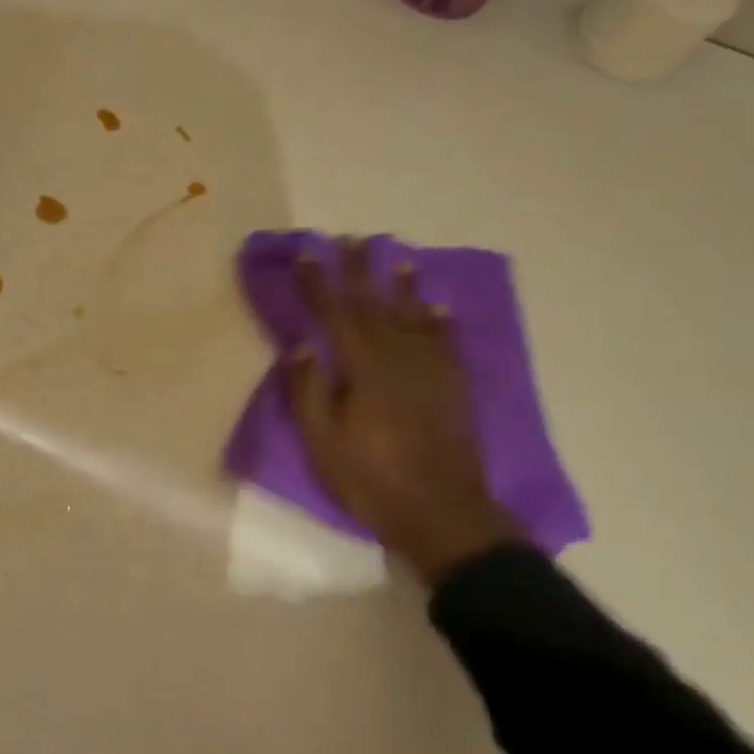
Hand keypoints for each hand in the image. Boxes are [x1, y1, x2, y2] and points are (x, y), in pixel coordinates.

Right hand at [284, 239, 526, 583]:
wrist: (443, 513)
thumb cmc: (371, 480)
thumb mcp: (323, 443)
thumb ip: (309, 392)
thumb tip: (300, 347)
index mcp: (363, 370)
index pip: (335, 314)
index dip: (318, 283)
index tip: (306, 254)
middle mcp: (399, 358)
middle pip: (375, 305)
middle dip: (359, 271)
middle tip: (350, 240)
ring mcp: (431, 371)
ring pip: (414, 316)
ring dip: (402, 284)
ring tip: (396, 255)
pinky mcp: (453, 387)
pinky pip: (446, 342)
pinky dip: (440, 320)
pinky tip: (437, 306)